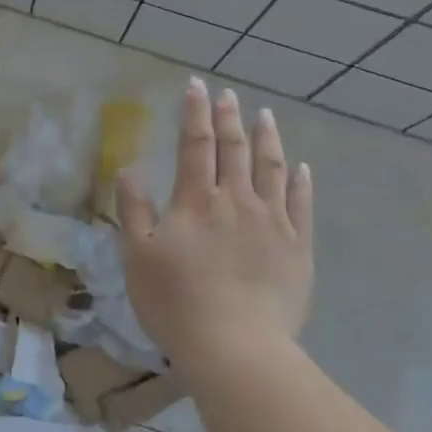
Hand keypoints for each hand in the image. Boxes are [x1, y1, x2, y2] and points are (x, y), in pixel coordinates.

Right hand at [117, 78, 314, 367]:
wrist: (235, 346)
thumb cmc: (176, 301)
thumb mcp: (138, 256)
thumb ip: (134, 209)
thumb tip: (129, 169)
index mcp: (196, 201)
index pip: (195, 144)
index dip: (195, 112)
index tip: (196, 85)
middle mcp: (237, 201)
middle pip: (234, 149)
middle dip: (229, 117)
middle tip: (228, 94)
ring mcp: (272, 223)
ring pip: (272, 169)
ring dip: (267, 139)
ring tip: (265, 116)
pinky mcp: (297, 247)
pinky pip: (302, 205)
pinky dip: (301, 181)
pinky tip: (301, 167)